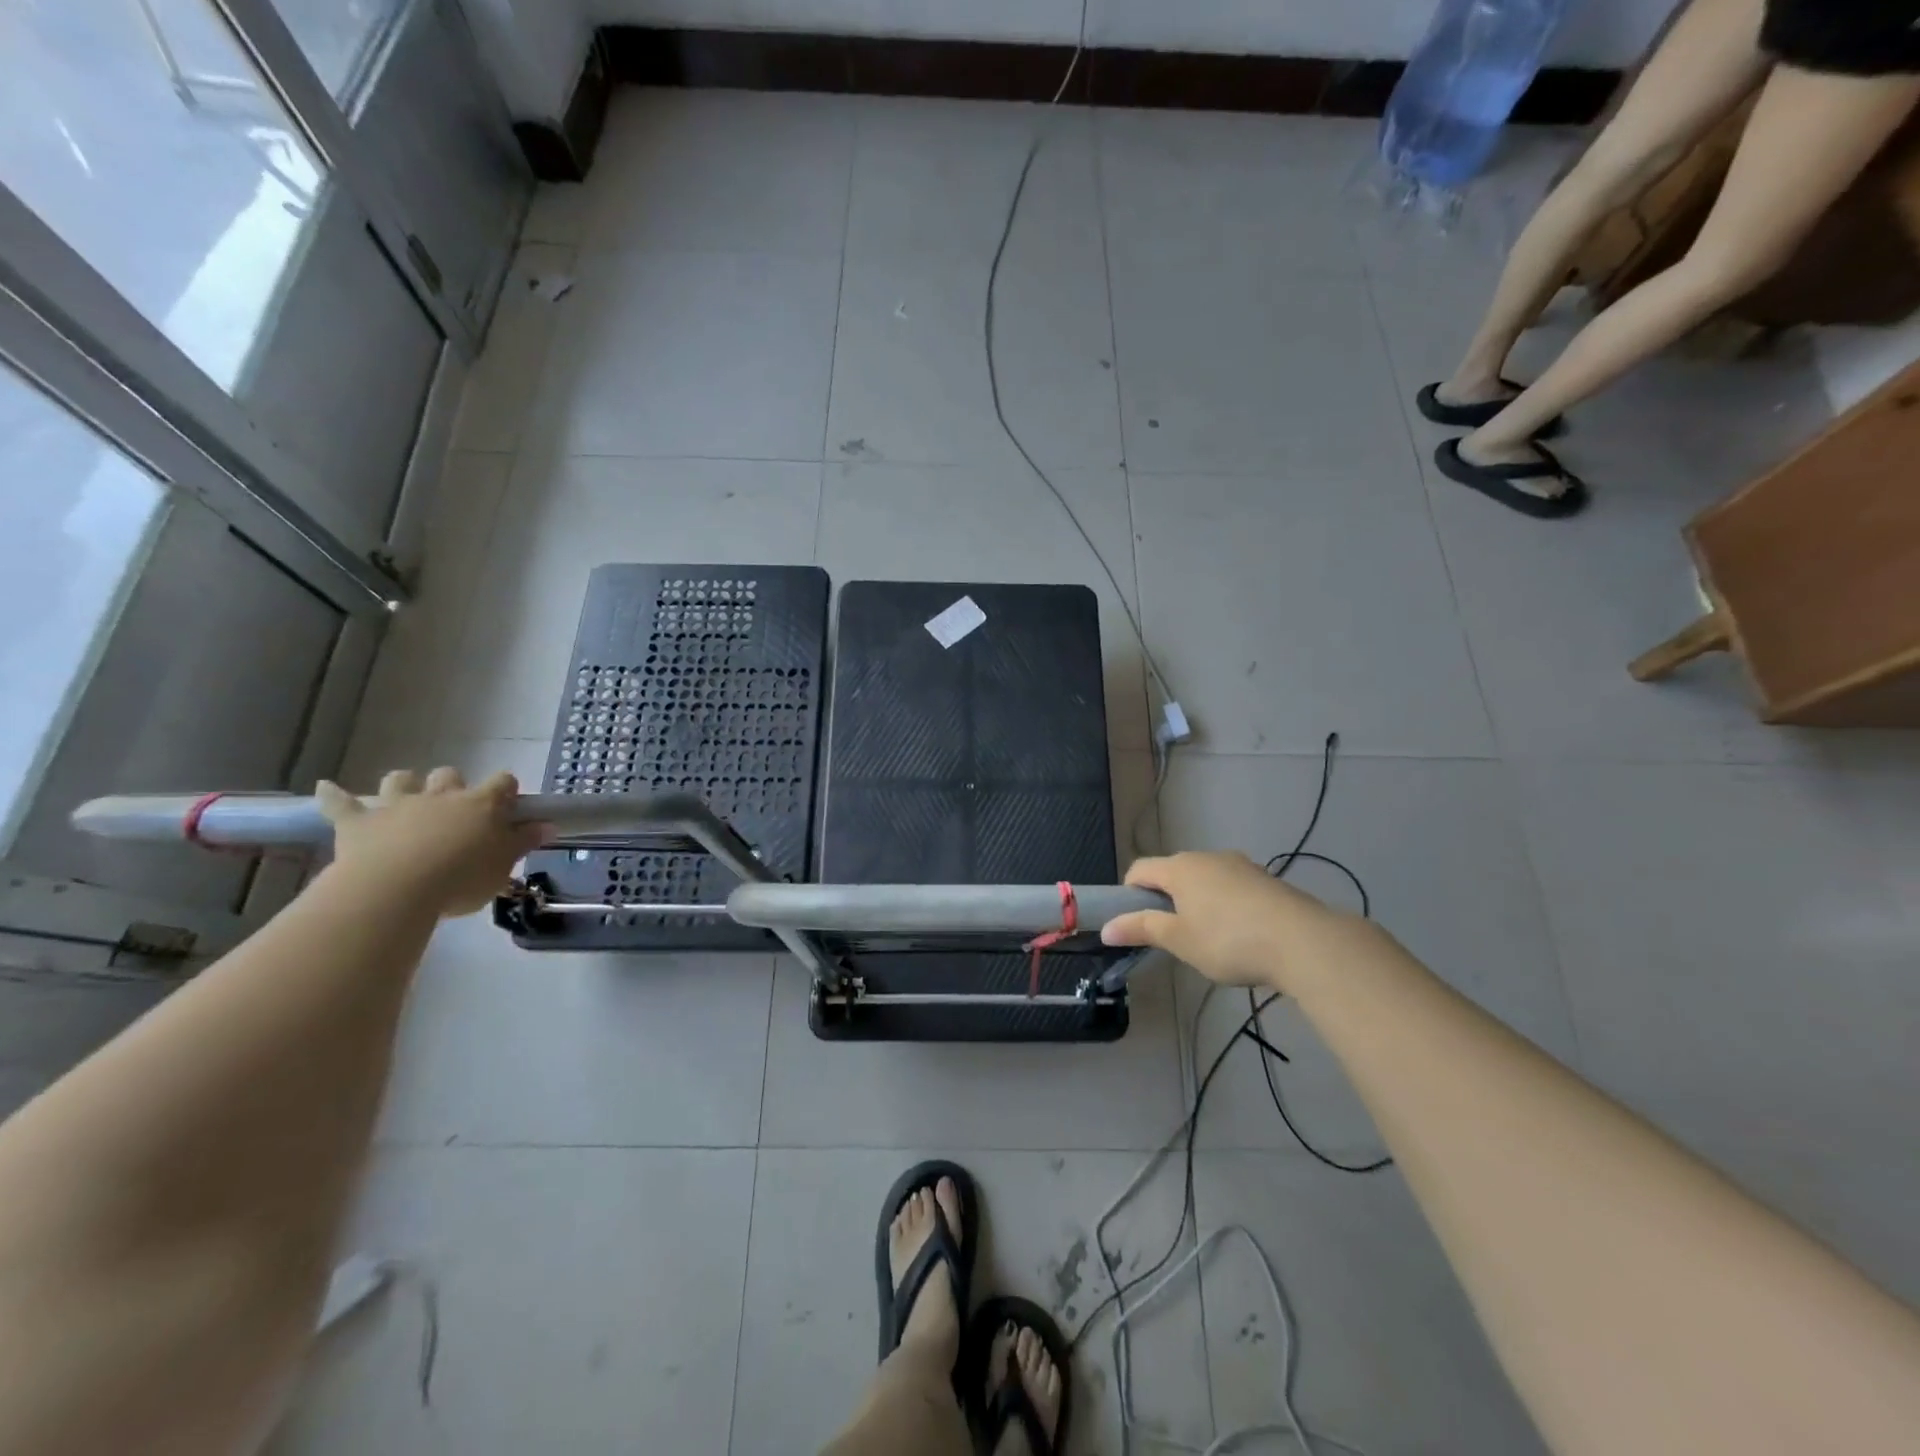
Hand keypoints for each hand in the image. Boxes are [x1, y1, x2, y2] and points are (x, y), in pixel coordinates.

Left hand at [316, 769, 551, 918]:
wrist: (397, 890)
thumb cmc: (462, 879)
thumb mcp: (503, 866)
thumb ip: (524, 842)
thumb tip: (548, 824)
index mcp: (481, 805)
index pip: (503, 782)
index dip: (507, 791)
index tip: (509, 806)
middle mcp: (441, 796)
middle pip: (449, 775)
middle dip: (453, 785)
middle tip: (455, 809)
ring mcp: (397, 805)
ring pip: (400, 780)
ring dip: (404, 784)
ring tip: (405, 797)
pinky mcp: (358, 822)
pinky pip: (340, 802)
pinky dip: (333, 795)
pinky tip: (326, 787)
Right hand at [1101, 850, 1374, 994]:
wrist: (1303, 941)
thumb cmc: (1229, 940)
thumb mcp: (1179, 940)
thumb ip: (1142, 929)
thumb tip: (1106, 928)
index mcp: (1179, 867)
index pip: (1139, 870)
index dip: (1129, 895)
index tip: (1136, 925)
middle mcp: (1207, 857)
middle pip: (1173, 873)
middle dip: (1166, 900)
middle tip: (1173, 937)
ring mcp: (1240, 865)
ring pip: (1204, 879)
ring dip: (1197, 902)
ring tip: (1209, 939)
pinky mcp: (1266, 879)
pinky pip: (1232, 887)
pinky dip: (1226, 905)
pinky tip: (1240, 934)